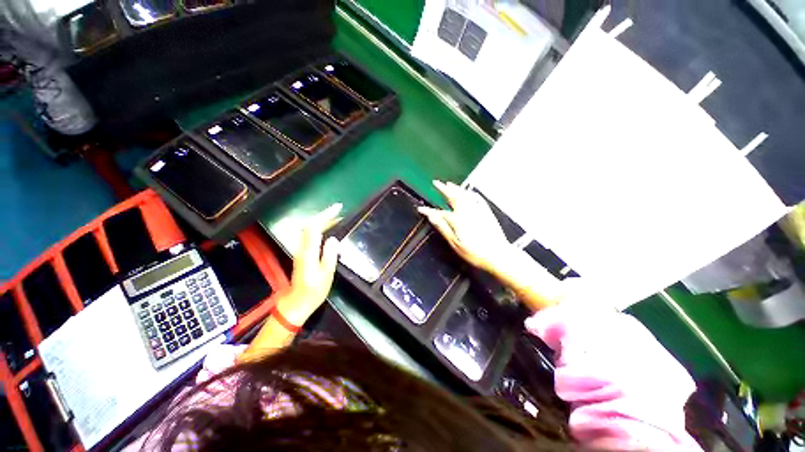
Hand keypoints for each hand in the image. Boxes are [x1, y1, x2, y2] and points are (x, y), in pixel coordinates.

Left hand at [278, 204, 342, 325]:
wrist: (297, 304)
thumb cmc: (314, 292)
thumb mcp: (326, 275)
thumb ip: (330, 256)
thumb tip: (334, 239)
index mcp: (308, 252)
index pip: (314, 227)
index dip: (325, 215)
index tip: (338, 208)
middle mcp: (302, 248)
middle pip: (309, 225)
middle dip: (323, 215)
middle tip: (339, 210)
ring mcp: (301, 250)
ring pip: (309, 229)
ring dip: (322, 221)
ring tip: (336, 217)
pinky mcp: (303, 254)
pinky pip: (311, 235)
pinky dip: (320, 228)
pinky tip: (329, 229)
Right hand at [418, 180, 513, 275]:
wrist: (498, 254)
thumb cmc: (474, 252)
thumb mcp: (455, 243)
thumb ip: (443, 227)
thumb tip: (431, 215)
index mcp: (458, 219)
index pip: (440, 212)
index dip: (429, 211)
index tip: (421, 209)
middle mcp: (467, 211)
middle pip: (453, 196)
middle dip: (444, 189)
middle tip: (436, 183)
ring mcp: (478, 210)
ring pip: (465, 195)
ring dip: (456, 188)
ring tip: (449, 183)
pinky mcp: (487, 212)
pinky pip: (477, 198)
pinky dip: (470, 193)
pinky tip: (469, 192)